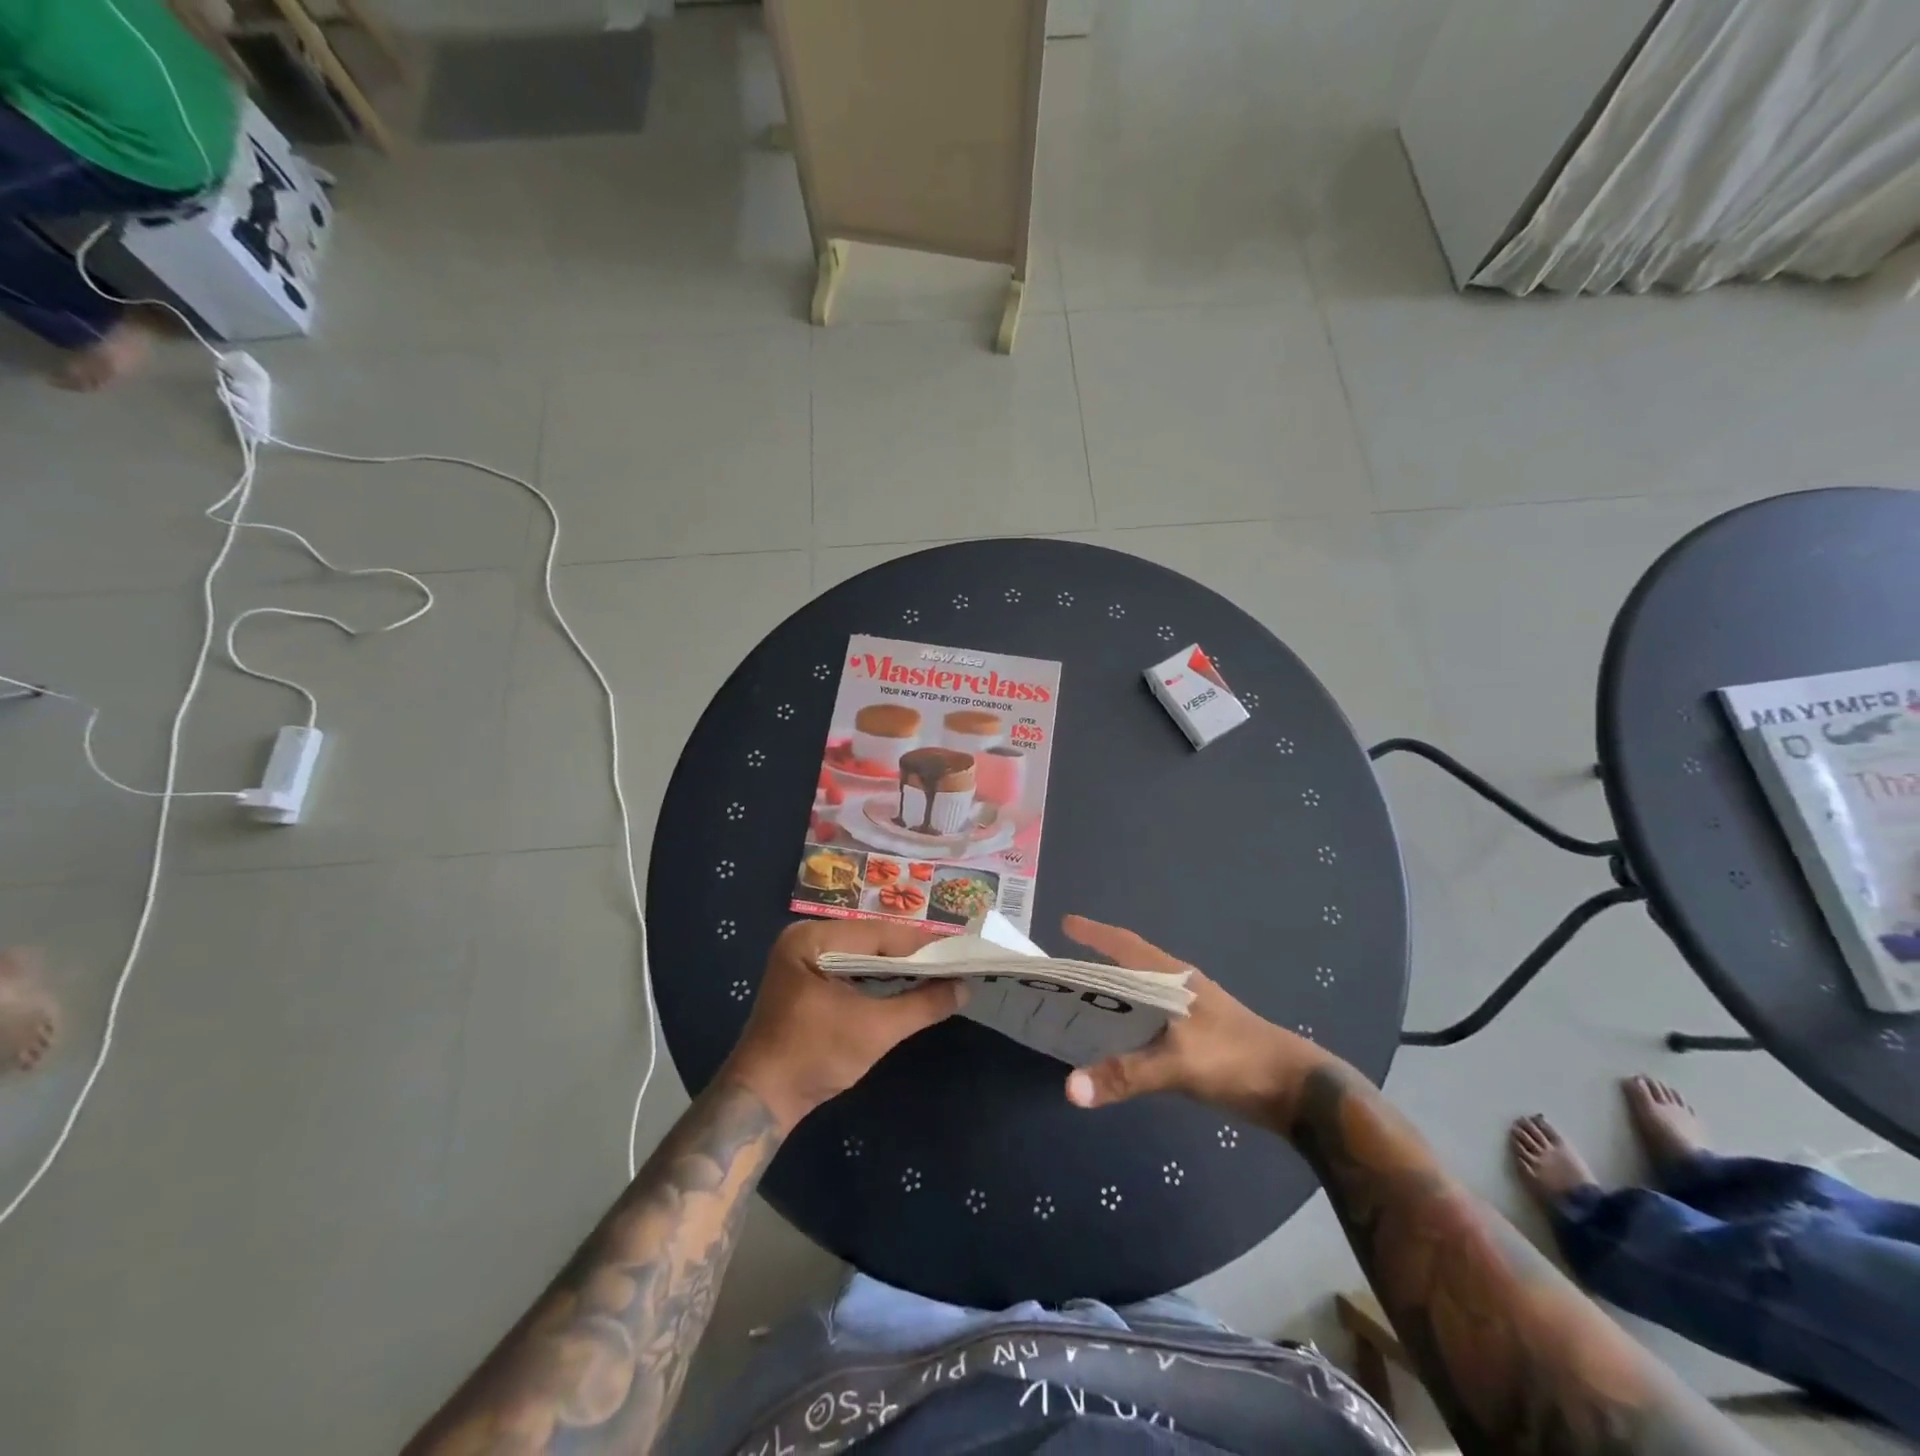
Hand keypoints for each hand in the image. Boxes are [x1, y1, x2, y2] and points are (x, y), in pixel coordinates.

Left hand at [722, 919, 964, 1130]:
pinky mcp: (806, 977)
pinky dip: (878, 975)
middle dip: (913, 953)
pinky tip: (905, 982)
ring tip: (939, 970)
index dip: (923, 944)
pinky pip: (851, 966)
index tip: (961, 950)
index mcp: (812, 939)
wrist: (761, 1100)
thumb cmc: (814, 1058)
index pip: (880, 933)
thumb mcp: (875, 1030)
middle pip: (872, 939)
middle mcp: (805, 937)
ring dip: (898, 964)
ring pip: (863, 952)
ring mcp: (803, 957)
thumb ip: (922, 1005)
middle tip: (955, 960)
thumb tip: (965, 988)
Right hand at [1059, 915, 1328, 1118]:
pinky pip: (1149, 1023)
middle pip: (1129, 967)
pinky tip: (1113, 1042)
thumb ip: (1125, 1074)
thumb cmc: (1236, 1059)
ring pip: (1139, 996)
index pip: (1126, 945)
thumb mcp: (1179, 1064)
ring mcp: (1190, 1014)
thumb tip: (1069, 1089)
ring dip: (1111, 996)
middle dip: (1094, 965)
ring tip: (1076, 1005)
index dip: (1095, 933)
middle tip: (1058, 973)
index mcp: (1174, 978)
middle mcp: (1179, 988)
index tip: (1065, 923)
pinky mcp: (1197, 1039)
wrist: (1296, 1091)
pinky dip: (1127, 1024)